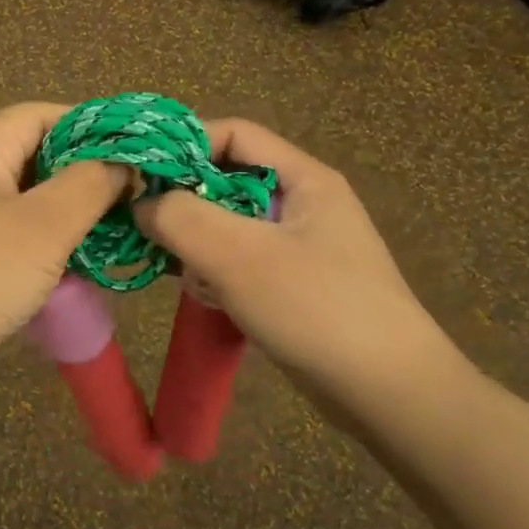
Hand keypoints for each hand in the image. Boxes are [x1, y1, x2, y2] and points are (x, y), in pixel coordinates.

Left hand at [0, 103, 127, 383]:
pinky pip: (4, 234)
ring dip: (61, 213)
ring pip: (19, 200)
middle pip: (29, 156)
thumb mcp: (44, 225)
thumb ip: (89, 185)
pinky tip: (67, 266)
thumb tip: (119, 163)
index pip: (37, 115)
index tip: (129, 151)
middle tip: (125, 198)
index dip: (87, 125)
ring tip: (105, 233)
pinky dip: (37, 243)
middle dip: (79, 174)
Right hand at [133, 119, 466, 415]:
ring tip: (175, 268)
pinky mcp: (292, 283)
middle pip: (226, 179)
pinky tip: (203, 296)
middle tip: (147, 227)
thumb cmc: (316, 309)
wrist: (389, 394)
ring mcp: (298, 245)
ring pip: (228, 223)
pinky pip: (238, 260)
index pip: (233, 134)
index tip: (140, 174)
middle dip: (183, 200)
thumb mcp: (239, 256)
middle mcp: (301, 202)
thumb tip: (140, 204)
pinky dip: (213, 271)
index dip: (185, 145)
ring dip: (194, 241)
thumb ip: (181, 218)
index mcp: (303, 178)